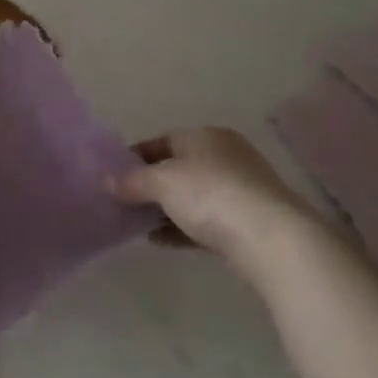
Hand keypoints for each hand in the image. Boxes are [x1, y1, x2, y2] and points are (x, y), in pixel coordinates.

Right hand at [110, 126, 314, 254]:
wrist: (271, 240)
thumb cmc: (211, 195)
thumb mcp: (162, 182)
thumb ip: (132, 181)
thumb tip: (106, 182)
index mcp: (206, 136)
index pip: (162, 141)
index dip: (134, 157)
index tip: (113, 177)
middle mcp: (225, 156)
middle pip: (178, 168)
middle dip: (150, 185)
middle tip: (123, 202)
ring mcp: (240, 190)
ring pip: (192, 196)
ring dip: (165, 209)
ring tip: (137, 224)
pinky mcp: (248, 222)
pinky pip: (206, 221)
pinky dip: (182, 228)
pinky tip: (160, 240)